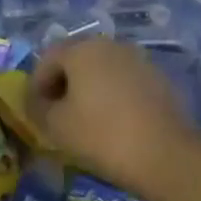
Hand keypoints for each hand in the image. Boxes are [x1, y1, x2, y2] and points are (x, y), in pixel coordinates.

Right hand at [29, 39, 200, 199]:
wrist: (165, 154)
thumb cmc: (101, 135)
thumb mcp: (56, 126)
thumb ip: (36, 107)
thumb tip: (34, 100)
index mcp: (81, 49)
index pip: (47, 58)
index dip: (36, 84)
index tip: (34, 111)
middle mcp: (110, 45)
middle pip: (75, 59)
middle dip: (62, 84)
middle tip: (57, 115)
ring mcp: (138, 59)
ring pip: (102, 70)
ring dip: (88, 89)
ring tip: (85, 120)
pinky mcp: (158, 78)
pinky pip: (124, 82)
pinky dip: (112, 96)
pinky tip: (113, 122)